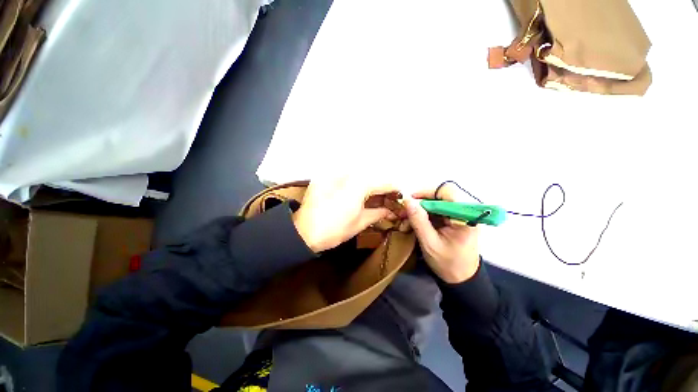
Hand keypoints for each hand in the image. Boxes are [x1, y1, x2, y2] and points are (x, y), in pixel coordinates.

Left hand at [293, 177, 397, 252]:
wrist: (303, 232)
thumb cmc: (334, 229)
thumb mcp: (361, 222)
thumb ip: (379, 212)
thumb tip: (391, 210)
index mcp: (359, 184)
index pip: (384, 182)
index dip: (395, 189)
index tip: (401, 196)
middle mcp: (348, 173)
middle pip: (372, 177)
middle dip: (383, 188)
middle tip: (389, 200)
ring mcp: (335, 173)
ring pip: (360, 176)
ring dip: (371, 187)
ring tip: (376, 199)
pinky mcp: (325, 177)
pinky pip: (348, 177)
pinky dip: (357, 185)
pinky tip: (361, 195)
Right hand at [404, 184, 480, 283]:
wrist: (461, 279)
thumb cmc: (448, 264)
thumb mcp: (430, 243)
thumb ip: (419, 220)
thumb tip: (407, 200)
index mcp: (466, 217)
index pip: (448, 191)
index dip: (427, 192)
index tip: (410, 200)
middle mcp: (466, 212)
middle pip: (441, 195)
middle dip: (421, 201)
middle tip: (405, 211)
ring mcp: (460, 215)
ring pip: (437, 201)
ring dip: (421, 208)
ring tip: (408, 218)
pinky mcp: (455, 219)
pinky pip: (437, 209)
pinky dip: (425, 213)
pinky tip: (416, 221)